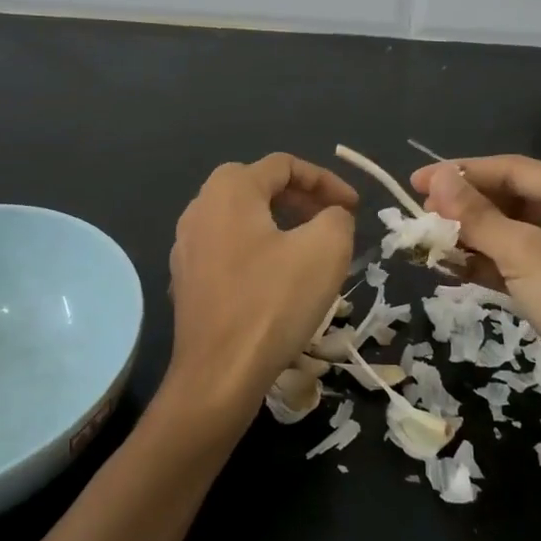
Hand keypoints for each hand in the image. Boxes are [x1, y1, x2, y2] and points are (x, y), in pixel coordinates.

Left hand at [156, 154, 357, 440]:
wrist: (218, 374)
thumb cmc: (273, 302)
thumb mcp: (326, 249)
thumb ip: (337, 217)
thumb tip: (331, 216)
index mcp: (229, 190)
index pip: (284, 165)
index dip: (326, 180)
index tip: (354, 208)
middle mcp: (200, 208)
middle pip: (257, 186)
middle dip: (300, 198)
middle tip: (331, 220)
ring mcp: (186, 246)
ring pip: (241, 218)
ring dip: (279, 224)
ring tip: (309, 248)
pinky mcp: (185, 280)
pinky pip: (228, 249)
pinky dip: (257, 250)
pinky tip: (277, 280)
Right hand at [410, 156, 540, 453]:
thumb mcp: (527, 256)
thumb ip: (478, 216)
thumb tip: (436, 179)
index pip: (513, 168)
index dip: (461, 173)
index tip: (415, 181)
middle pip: (514, 198)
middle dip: (466, 207)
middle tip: (420, 214)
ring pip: (514, 234)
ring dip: (473, 237)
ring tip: (429, 242)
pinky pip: (521, 265)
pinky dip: (489, 265)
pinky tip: (453, 269)